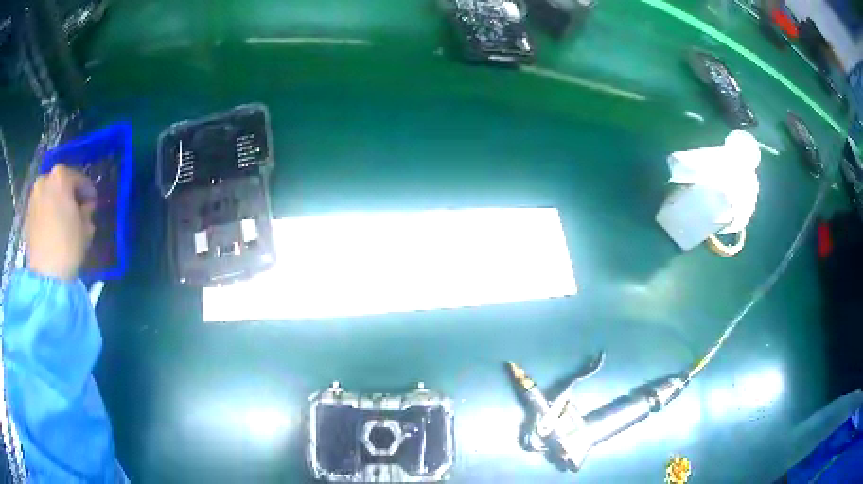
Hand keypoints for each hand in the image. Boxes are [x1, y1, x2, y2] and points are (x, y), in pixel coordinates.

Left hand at [25, 165, 96, 280]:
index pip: (79, 178)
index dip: (87, 191)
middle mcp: (45, 179)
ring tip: (63, 220)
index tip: (92, 203)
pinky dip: (47, 213)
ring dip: (56, 203)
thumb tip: (86, 207)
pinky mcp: (28, 214)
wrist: (46, 274)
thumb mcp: (86, 228)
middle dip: (68, 195)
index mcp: (60, 175)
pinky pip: (41, 207)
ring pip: (49, 195)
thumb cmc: (68, 245)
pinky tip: (53, 227)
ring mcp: (34, 196)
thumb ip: (87, 211)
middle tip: (77, 210)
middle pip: (60, 183)